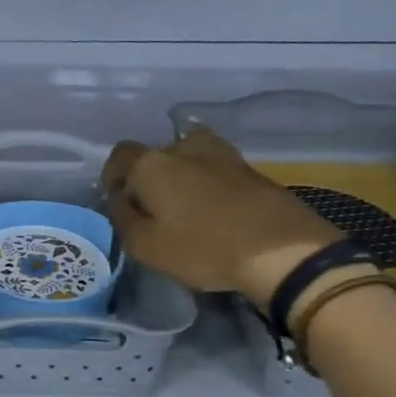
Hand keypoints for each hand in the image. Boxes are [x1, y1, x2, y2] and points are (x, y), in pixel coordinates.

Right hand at [103, 128, 341, 305]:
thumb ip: (122, 218)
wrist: (282, 249)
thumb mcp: (146, 246)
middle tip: (154, 212)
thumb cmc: (203, 248)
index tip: (120, 203)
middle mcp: (182, 147)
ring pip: (186, 159)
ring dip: (180, 178)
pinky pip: (213, 169)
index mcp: (151, 163)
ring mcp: (220, 153)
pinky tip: (213, 209)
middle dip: (148, 179)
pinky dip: (207, 184)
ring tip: (186, 209)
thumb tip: (119, 199)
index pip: (119, 156)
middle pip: (154, 156)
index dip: (113, 177)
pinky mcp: (248, 167)